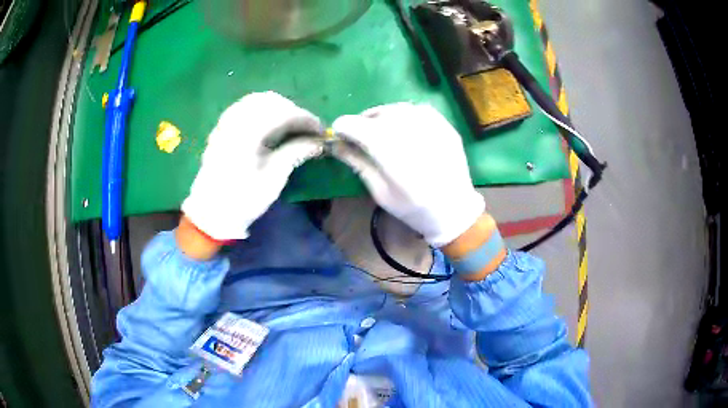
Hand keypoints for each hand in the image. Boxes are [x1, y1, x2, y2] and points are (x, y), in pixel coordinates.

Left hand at [182, 92, 323, 240]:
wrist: (210, 212)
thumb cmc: (243, 199)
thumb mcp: (273, 179)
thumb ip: (295, 153)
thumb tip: (318, 143)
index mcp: (248, 134)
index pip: (283, 113)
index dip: (305, 119)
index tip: (320, 131)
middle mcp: (236, 121)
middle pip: (270, 101)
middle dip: (293, 111)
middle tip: (306, 129)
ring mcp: (226, 123)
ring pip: (256, 101)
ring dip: (277, 108)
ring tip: (290, 126)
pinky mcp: (221, 129)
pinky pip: (243, 107)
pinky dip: (260, 110)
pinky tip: (268, 124)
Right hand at [332, 103, 484, 246]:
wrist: (455, 210)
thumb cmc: (414, 209)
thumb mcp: (380, 192)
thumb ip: (358, 163)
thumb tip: (335, 144)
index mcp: (392, 155)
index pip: (358, 127)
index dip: (344, 127)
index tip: (338, 134)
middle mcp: (412, 134)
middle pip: (377, 115)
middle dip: (362, 121)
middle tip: (358, 135)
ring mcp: (432, 127)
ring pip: (397, 108)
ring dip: (382, 116)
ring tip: (379, 130)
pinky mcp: (445, 125)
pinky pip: (417, 109)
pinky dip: (404, 114)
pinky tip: (402, 127)